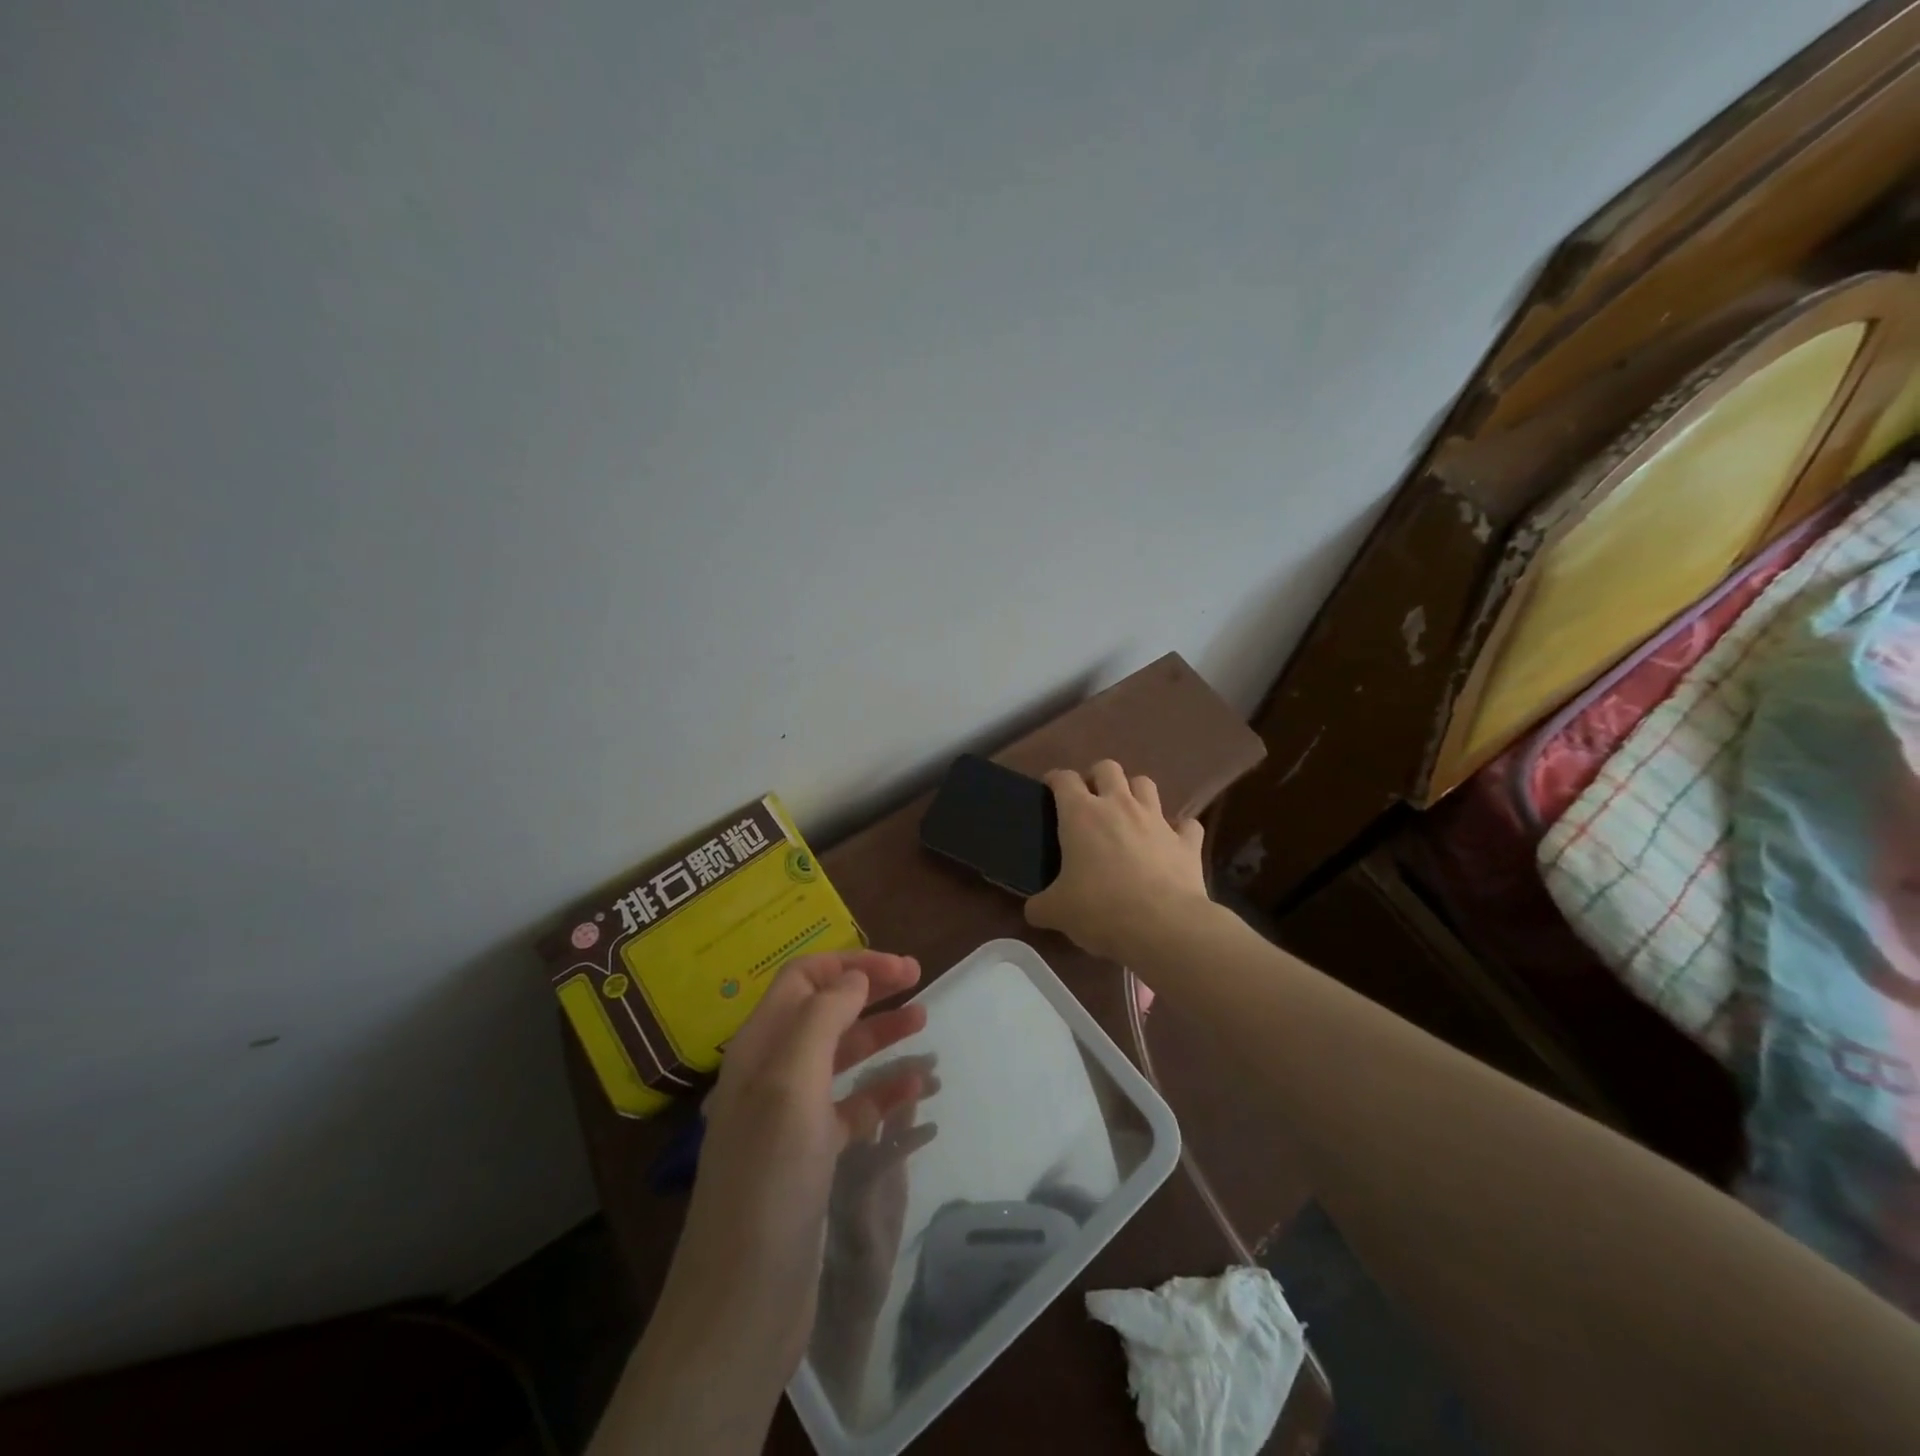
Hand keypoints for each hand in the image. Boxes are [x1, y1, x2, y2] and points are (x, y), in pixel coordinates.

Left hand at [642, 950, 927, 1399]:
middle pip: (825, 1012)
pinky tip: (916, 1093)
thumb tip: (853, 978)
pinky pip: (853, 1107)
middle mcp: (771, 1073)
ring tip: (925, 1028)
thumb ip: (822, 1019)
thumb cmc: (768, 1181)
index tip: (904, 970)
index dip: (852, 965)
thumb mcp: (791, 1085)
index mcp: (759, 1047)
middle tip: (922, 984)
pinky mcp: (810, 1157)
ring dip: (882, 1038)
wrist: (741, 1304)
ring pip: (842, 1057)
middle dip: (871, 992)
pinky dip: (883, 1092)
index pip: (804, 979)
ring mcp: (790, 1117)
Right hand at [1025, 759, 1211, 960]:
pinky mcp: (1187, 842)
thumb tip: (1034, 910)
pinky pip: (1186, 825)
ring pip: (1146, 784)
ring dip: (1135, 793)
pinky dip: (1179, 830)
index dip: (1055, 780)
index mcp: (1081, 814)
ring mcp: (1157, 820)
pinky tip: (1171, 843)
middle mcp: (1119, 805)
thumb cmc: (1101, 910)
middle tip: (1090, 801)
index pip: (1064, 779)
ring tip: (1128, 814)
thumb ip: (1040, 905)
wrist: (1163, 927)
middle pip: (1108, 768)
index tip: (1049, 790)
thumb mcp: (1057, 912)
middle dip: (1097, 777)